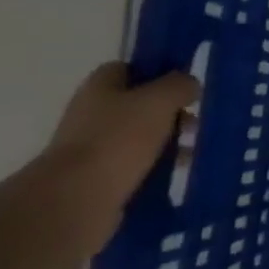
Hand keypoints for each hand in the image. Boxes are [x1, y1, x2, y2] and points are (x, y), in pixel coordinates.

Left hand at [46, 62, 199, 240]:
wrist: (75, 200)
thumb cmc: (118, 139)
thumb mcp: (160, 100)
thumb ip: (180, 85)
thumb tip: (189, 85)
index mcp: (99, 87)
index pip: (129, 68)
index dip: (157, 73)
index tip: (183, 86)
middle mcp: (91, 113)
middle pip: (137, 104)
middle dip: (168, 113)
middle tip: (193, 124)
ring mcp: (91, 148)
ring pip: (138, 137)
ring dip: (166, 143)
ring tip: (190, 154)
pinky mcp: (97, 179)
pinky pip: (134, 166)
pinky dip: (155, 168)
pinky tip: (175, 174)